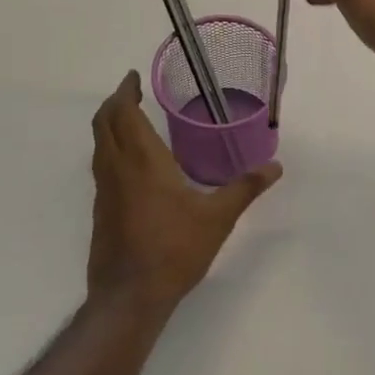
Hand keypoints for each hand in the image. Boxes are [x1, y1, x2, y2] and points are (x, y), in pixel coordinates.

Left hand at [88, 71, 281, 319]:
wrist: (129, 297)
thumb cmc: (174, 249)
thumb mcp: (217, 217)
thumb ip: (245, 188)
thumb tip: (275, 167)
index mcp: (142, 160)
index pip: (123, 113)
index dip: (125, 91)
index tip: (133, 78)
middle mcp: (117, 168)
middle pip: (103, 123)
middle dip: (114, 103)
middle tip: (131, 92)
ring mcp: (104, 191)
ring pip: (98, 145)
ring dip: (109, 126)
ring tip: (130, 121)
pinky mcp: (100, 211)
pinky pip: (101, 167)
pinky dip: (110, 150)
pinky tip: (132, 165)